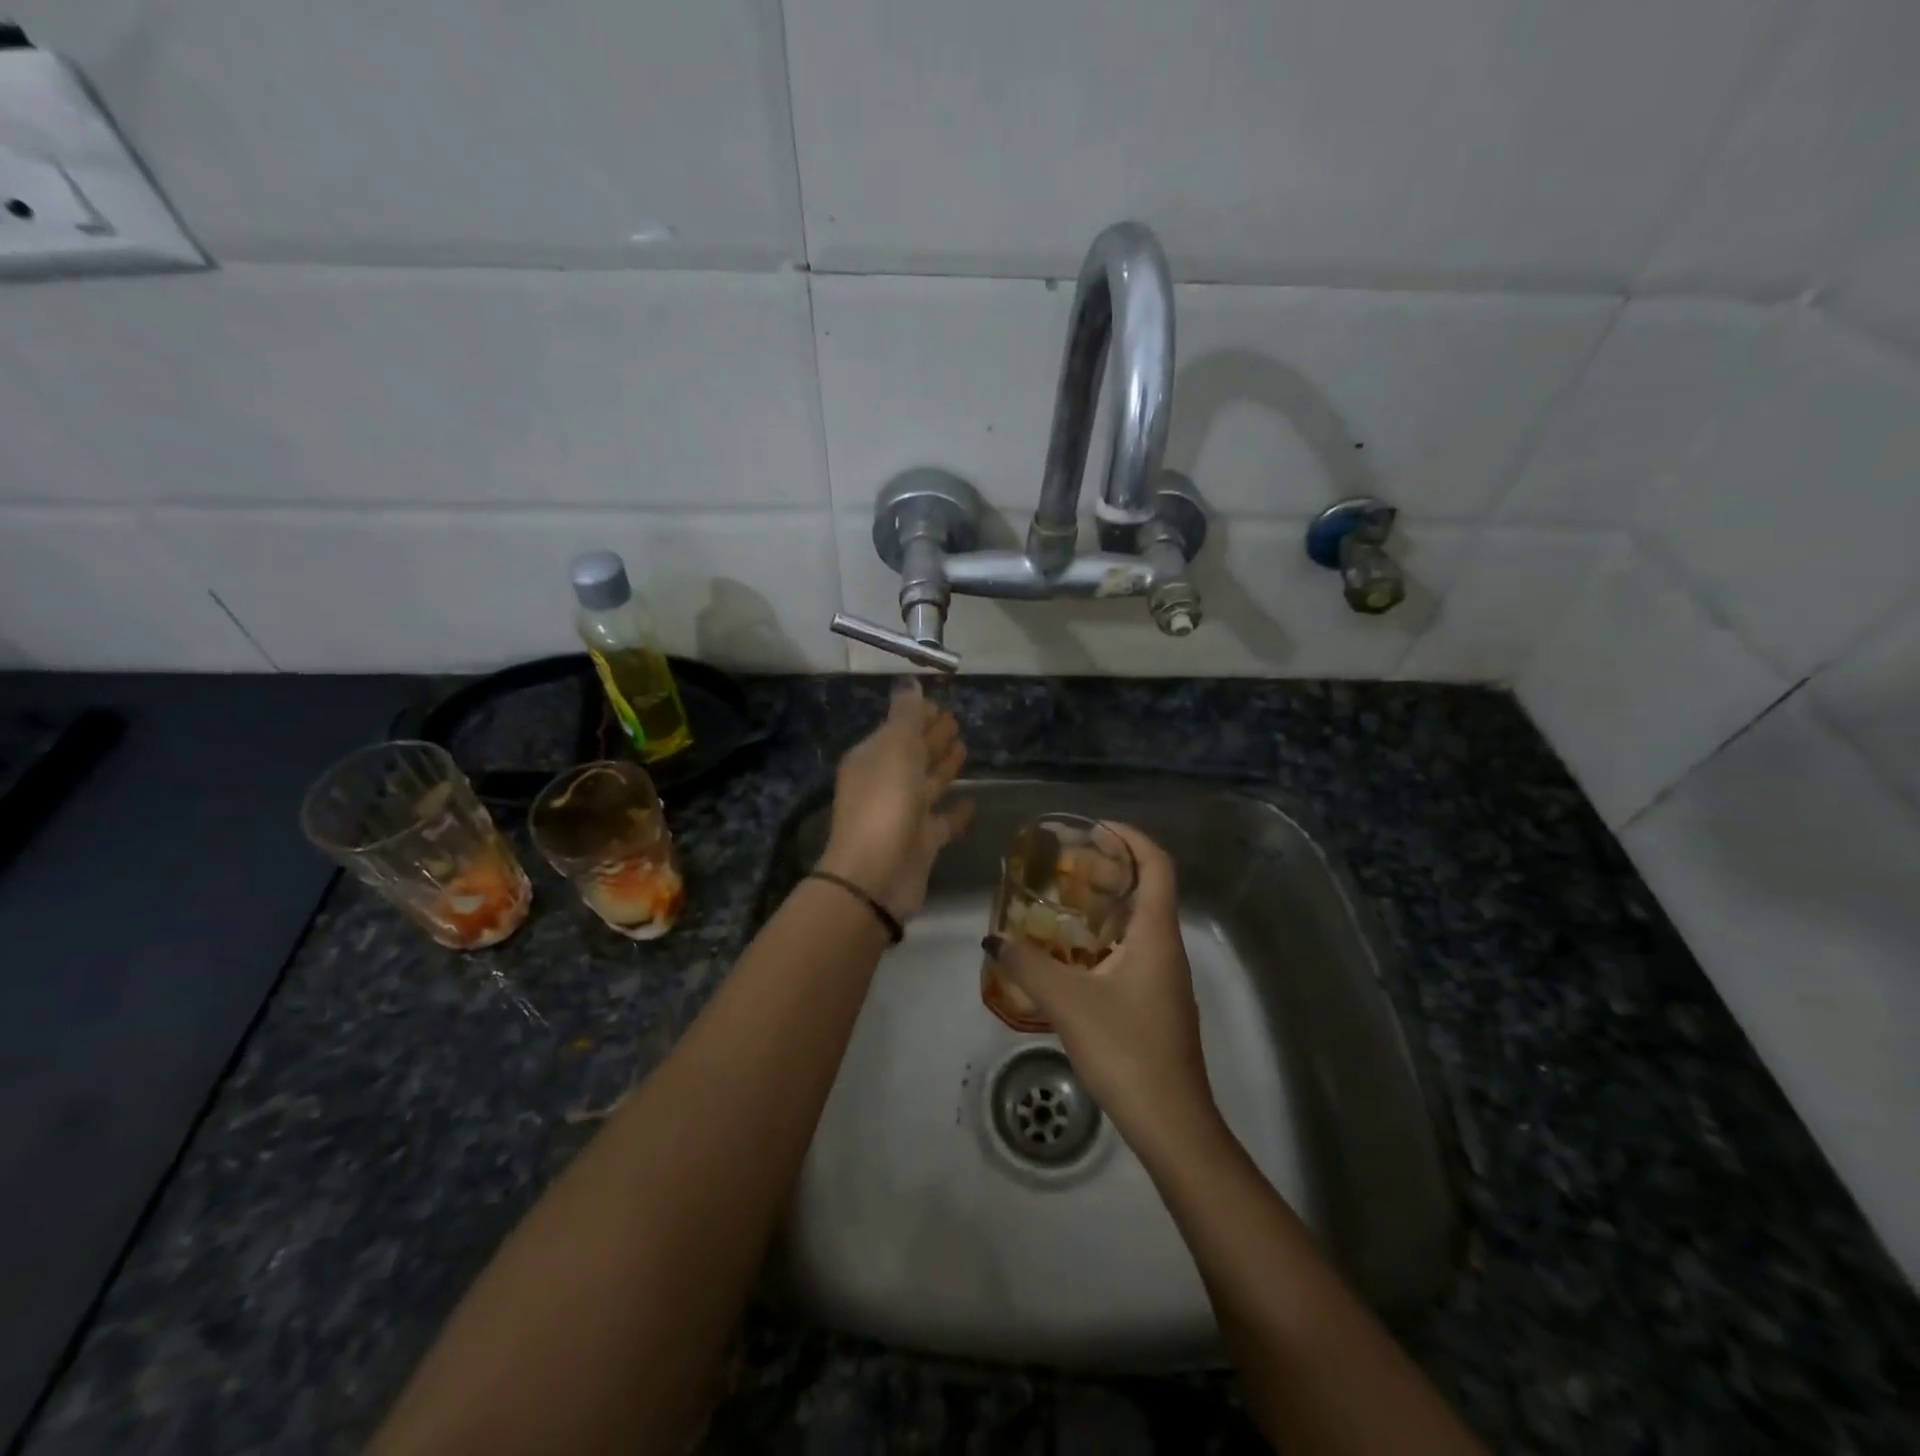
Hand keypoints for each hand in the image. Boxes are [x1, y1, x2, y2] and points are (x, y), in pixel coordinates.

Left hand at [816, 680, 973, 920]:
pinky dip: (956, 812)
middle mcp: (884, 784)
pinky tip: (973, 802)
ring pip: (927, 784)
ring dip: (944, 767)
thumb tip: (910, 683)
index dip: (918, 716)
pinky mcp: (921, 842)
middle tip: (957, 721)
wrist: (877, 874)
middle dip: (932, 738)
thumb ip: (906, 716)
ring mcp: (903, 814)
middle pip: (912, 754)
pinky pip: (942, 821)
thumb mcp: (895, 748)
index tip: (943, 704)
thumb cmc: (885, 802)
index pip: (897, 729)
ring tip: (966, 748)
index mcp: (872, 759)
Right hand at [983, 824, 1217, 1152]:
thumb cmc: (1125, 1050)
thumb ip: (1027, 965)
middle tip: (1066, 865)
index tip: (1093, 829)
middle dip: (1110, 867)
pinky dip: (1107, 934)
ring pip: (1140, 920)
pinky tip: (1073, 954)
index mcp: (1156, 934)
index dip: (1130, 837)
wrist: (1171, 1122)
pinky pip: (1134, 948)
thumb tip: (994, 938)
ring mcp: (1165, 976)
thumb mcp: (1067, 1003)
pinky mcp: (1158, 1000)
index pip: (1156, 864)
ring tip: (1063, 902)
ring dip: (1107, 902)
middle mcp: (1166, 946)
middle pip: (1147, 887)